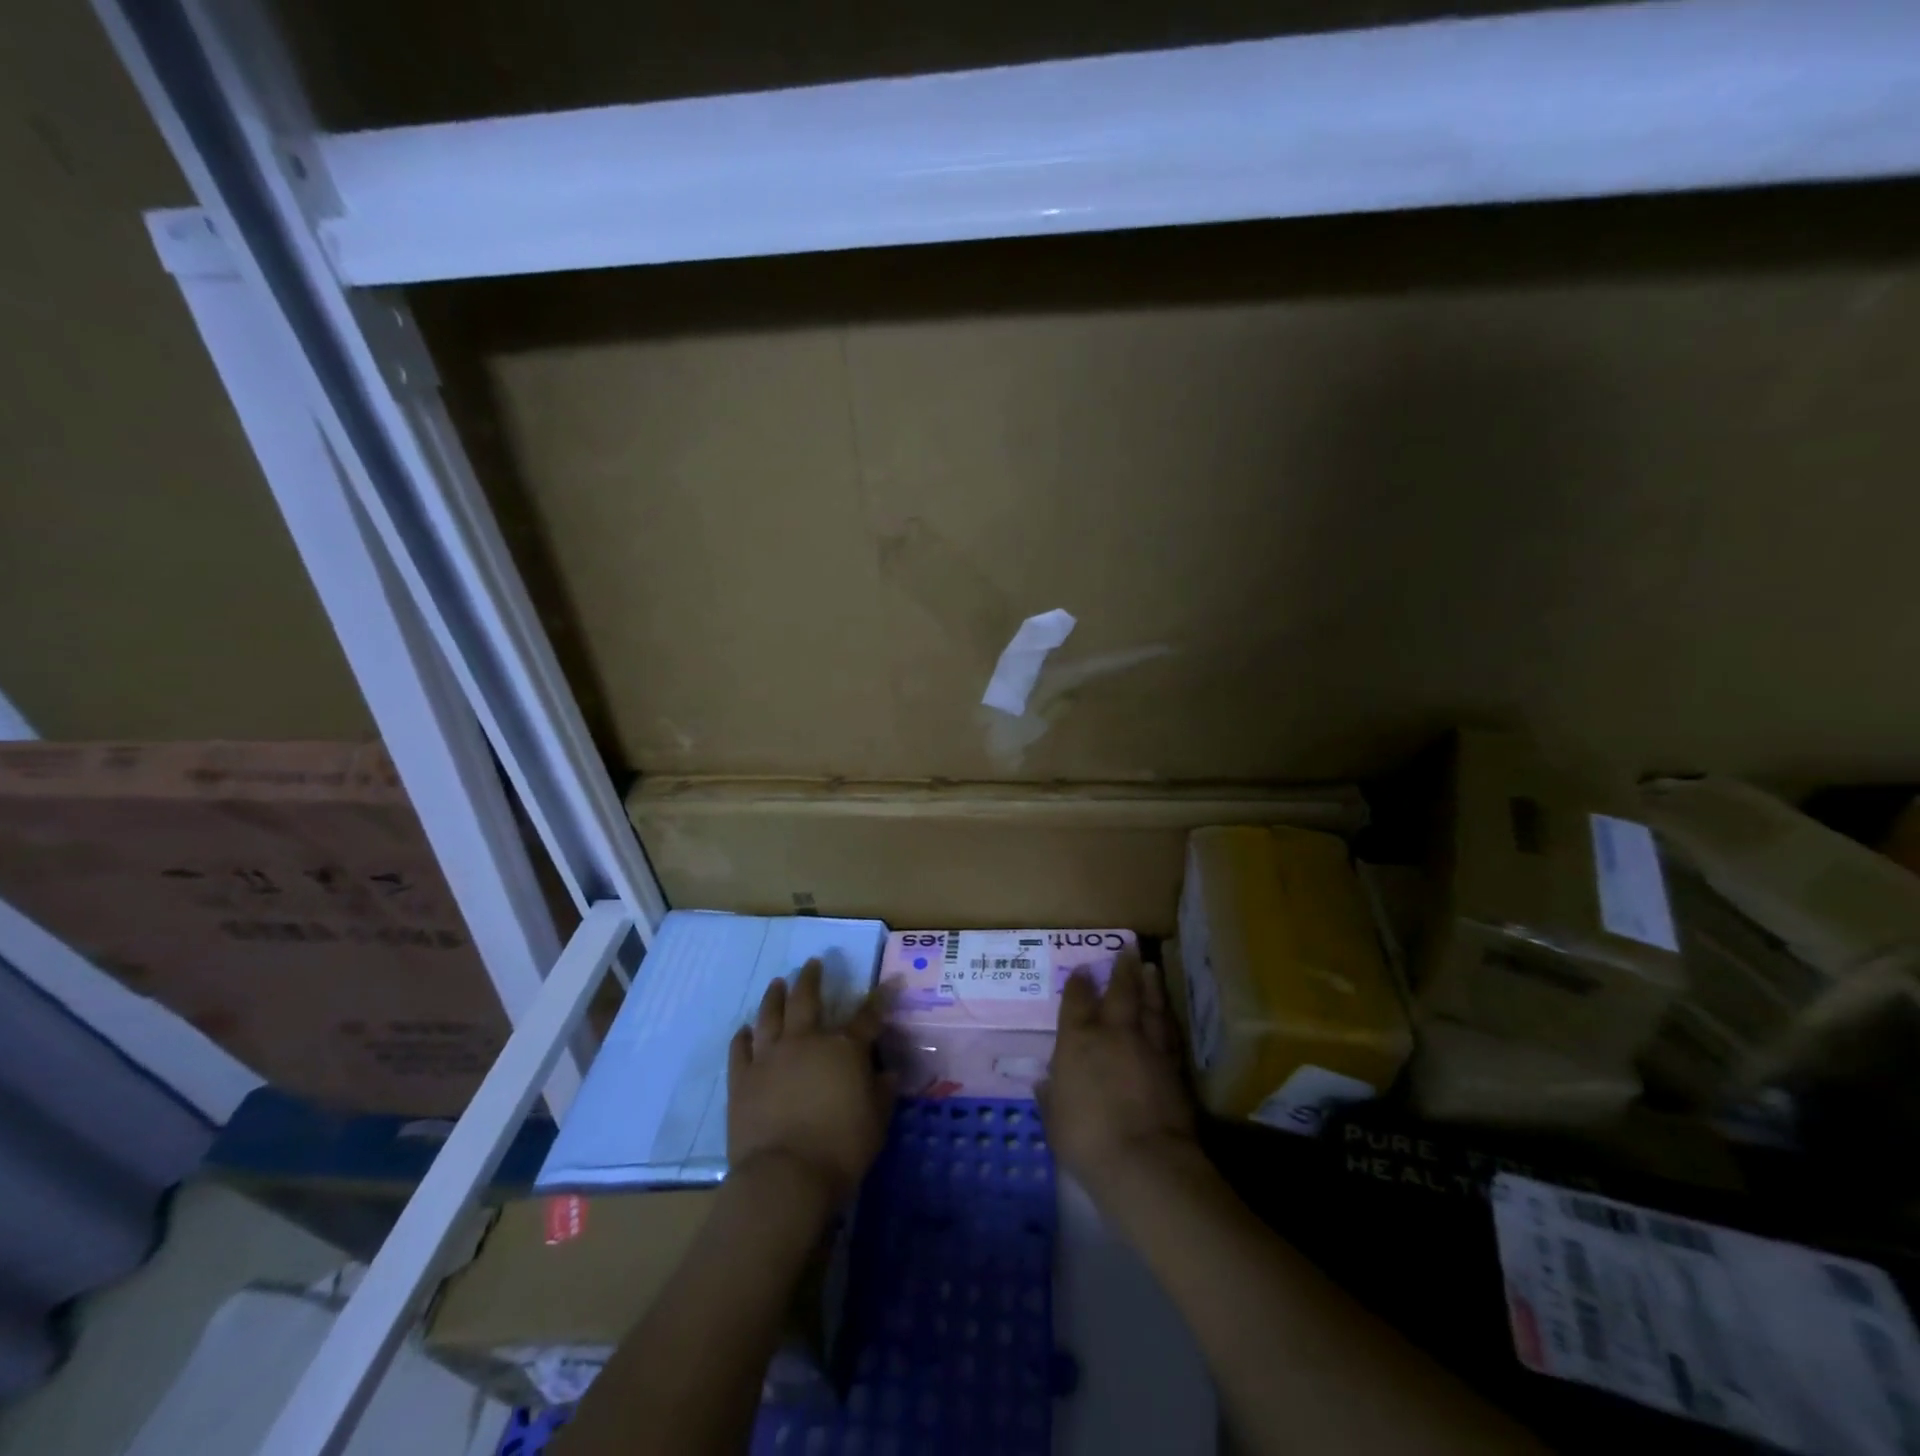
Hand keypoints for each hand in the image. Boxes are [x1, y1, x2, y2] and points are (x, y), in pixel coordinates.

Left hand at [728, 960, 894, 1210]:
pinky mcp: (742, 1078)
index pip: (868, 1016)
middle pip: (808, 999)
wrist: (784, 1176)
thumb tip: (889, 1073)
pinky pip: (740, 1049)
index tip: (890, 981)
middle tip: (813, 962)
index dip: (880, 998)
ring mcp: (770, 1057)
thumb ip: (882, 1093)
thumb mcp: (876, 1123)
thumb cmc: (840, 1149)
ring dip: (775, 996)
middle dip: (812, 978)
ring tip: (777, 983)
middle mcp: (806, 1041)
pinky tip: (745, 1029)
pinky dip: (743, 1036)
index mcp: (844, 1049)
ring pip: (771, 1015)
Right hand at [1039, 951, 1199, 1199]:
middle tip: (1128, 948)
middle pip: (1120, 992)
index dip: (1080, 983)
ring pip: (1150, 1005)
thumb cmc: (1087, 1139)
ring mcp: (1147, 1046)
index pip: (1077, 1001)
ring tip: (1150, 968)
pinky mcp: (1173, 1065)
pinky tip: (1167, 1012)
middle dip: (1122, 969)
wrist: (1144, 1160)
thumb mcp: (1055, 1121)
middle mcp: (1113, 1033)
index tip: (1083, 970)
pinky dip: (1167, 1017)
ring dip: (1150, 985)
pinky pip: (1169, 1031)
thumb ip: (1051, 1098)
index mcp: (1078, 1041)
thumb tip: (1046, 1084)